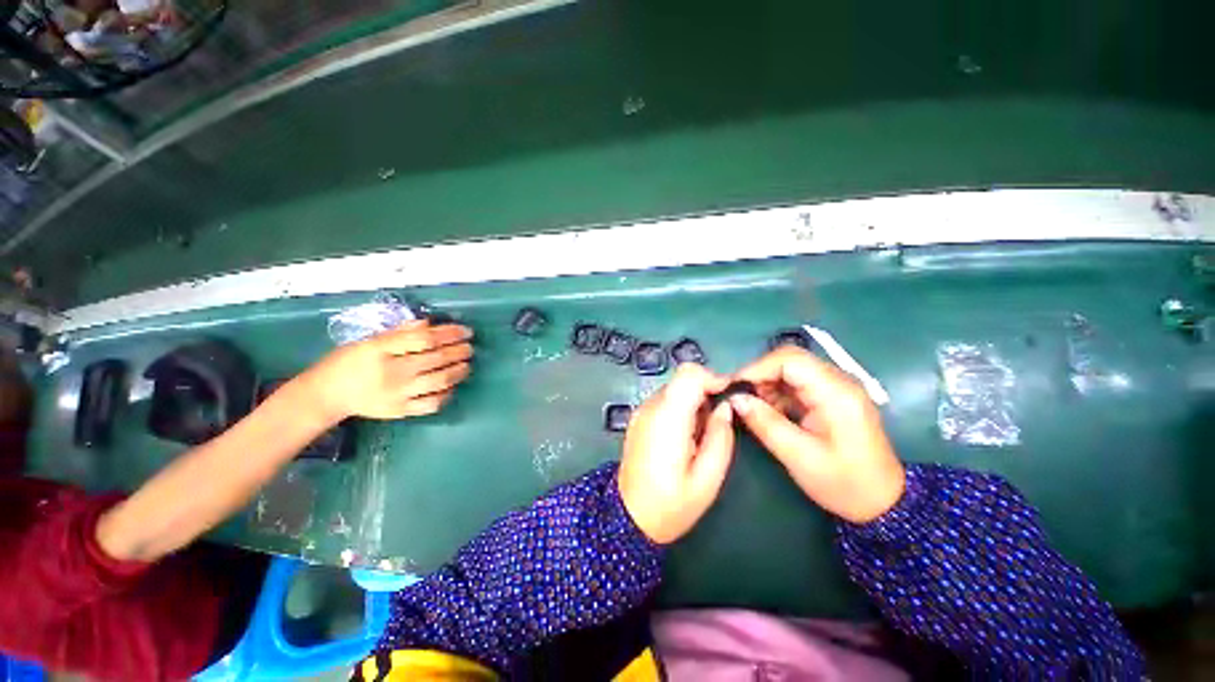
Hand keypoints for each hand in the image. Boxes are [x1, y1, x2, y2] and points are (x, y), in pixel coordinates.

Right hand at [299, 321, 473, 422]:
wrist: (326, 396)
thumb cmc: (348, 363)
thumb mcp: (370, 341)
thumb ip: (400, 333)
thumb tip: (430, 324)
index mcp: (381, 350)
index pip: (424, 339)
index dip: (449, 333)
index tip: (464, 331)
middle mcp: (392, 372)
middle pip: (436, 359)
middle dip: (459, 351)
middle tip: (469, 347)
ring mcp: (398, 394)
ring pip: (440, 381)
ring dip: (459, 371)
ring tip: (466, 364)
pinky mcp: (401, 411)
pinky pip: (433, 403)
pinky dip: (447, 393)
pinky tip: (452, 386)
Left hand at [618, 364, 734, 543]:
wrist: (628, 518)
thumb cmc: (671, 504)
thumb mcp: (707, 478)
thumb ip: (720, 436)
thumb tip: (725, 407)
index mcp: (668, 418)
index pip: (689, 375)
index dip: (713, 378)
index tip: (730, 396)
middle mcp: (651, 407)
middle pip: (683, 378)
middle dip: (707, 391)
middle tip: (720, 419)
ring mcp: (641, 411)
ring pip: (675, 388)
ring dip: (694, 400)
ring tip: (703, 432)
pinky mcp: (638, 418)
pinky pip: (665, 400)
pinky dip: (681, 408)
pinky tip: (686, 435)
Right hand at [730, 347, 904, 523]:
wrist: (883, 503)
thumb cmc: (844, 483)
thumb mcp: (799, 457)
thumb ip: (765, 423)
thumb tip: (734, 399)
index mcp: (836, 393)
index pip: (790, 360)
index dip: (756, 368)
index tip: (733, 387)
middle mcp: (838, 381)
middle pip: (790, 359)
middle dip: (759, 375)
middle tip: (740, 397)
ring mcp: (836, 388)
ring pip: (790, 369)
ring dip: (766, 384)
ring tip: (752, 407)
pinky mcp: (830, 397)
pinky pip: (796, 383)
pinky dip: (777, 393)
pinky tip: (768, 411)